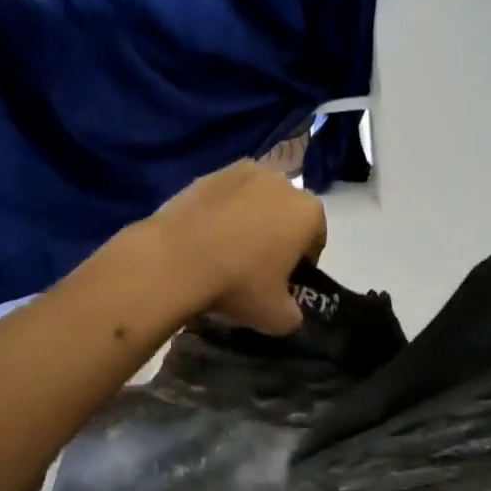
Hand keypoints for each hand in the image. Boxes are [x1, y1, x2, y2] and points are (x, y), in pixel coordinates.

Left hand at [145, 160, 327, 334]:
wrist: (174, 261)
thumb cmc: (239, 284)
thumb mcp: (278, 318)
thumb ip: (293, 314)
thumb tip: (287, 311)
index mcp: (308, 211)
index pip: (316, 239)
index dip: (303, 264)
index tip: (285, 283)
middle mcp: (281, 182)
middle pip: (286, 214)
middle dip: (278, 236)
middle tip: (257, 269)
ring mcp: (242, 172)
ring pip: (255, 202)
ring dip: (249, 222)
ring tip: (227, 252)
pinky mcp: (206, 175)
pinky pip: (224, 198)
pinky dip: (220, 214)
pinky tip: (204, 241)